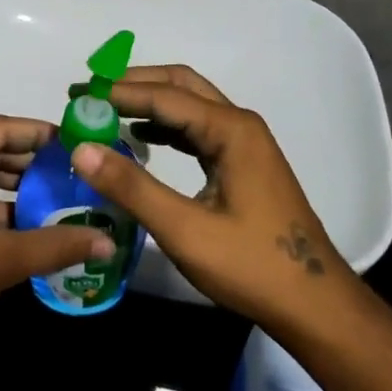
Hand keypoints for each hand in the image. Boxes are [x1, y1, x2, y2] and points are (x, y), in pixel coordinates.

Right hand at [70, 66, 355, 329]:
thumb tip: (81, 148)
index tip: (76, 95)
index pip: (163, 95)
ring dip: (148, 102)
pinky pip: (196, 129)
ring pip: (189, 105)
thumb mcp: (184, 230)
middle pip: (179, 85)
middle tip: (89, 93)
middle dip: (133, 84)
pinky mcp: (243, 163)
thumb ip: (132, 187)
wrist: (315, 306)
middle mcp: (239, 125)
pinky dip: (164, 125)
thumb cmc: (251, 266)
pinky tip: (141, 138)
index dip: (117, 92)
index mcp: (230, 130)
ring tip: (105, 111)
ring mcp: (244, 144)